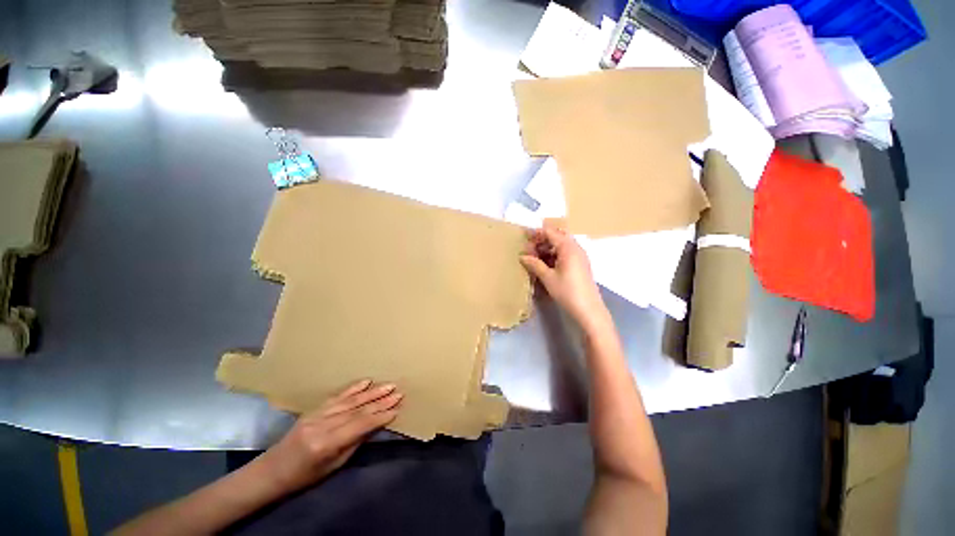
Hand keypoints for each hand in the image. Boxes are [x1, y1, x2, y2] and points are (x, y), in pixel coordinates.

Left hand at [262, 380, 402, 491]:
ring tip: (389, 385)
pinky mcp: (314, 409)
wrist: (272, 471)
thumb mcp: (333, 466)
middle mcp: (322, 425)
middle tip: (398, 392)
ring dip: (372, 392)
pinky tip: (366, 382)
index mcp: (326, 444)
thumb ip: (355, 442)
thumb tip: (376, 424)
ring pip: (349, 400)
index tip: (397, 408)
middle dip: (380, 400)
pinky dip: (353, 388)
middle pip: (356, 410)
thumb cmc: (304, 477)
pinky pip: (337, 396)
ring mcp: (316, 414)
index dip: (379, 417)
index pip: (359, 425)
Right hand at [520, 223, 609, 330]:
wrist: (588, 309)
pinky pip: (565, 253)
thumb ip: (535, 264)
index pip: (550, 232)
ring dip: (547, 248)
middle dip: (542, 240)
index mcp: (568, 247)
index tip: (524, 238)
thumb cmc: (567, 291)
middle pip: (556, 236)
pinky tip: (545, 264)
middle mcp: (575, 248)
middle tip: (529, 249)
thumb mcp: (548, 278)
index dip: (536, 233)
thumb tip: (522, 256)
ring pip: (561, 245)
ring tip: (534, 258)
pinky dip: (554, 255)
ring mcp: (579, 256)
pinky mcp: (580, 264)